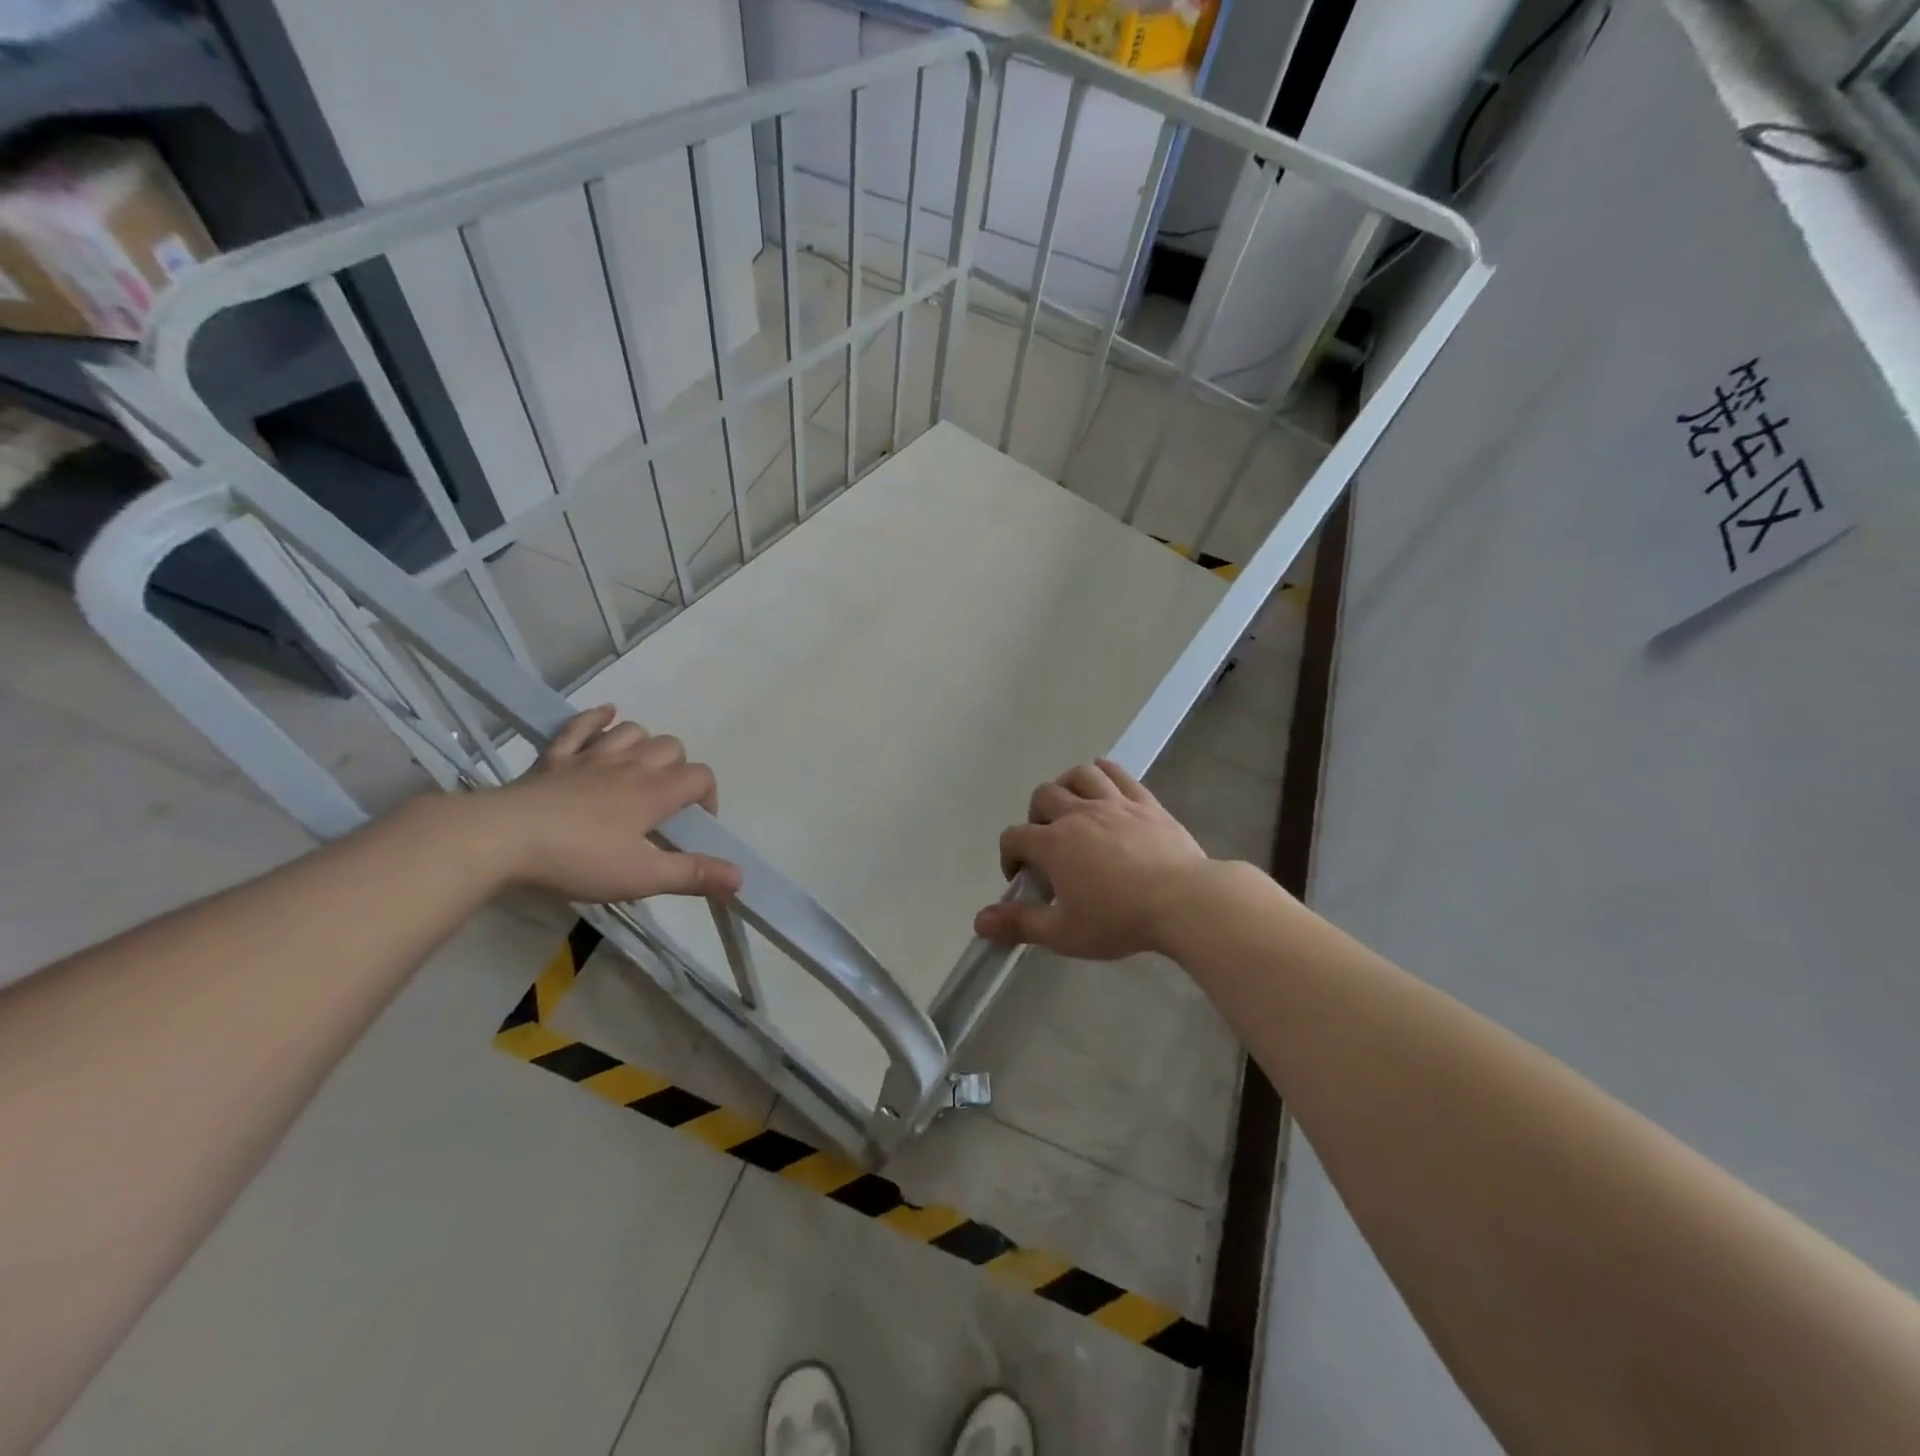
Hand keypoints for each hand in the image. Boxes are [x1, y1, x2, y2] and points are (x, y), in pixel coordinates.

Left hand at [480, 706, 741, 903]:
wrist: (503, 838)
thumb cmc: (579, 859)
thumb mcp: (642, 877)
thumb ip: (693, 875)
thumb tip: (741, 877)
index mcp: (656, 792)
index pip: (701, 777)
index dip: (708, 797)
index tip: (693, 826)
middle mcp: (630, 765)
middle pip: (671, 747)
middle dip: (678, 768)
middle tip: (664, 803)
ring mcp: (590, 757)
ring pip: (632, 731)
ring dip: (643, 744)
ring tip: (639, 769)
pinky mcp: (555, 758)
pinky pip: (580, 726)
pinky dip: (598, 718)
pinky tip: (607, 716)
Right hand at [974, 759, 1222, 959]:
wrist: (1185, 902)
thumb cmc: (1120, 920)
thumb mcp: (1064, 933)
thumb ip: (1020, 924)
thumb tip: (979, 921)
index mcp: (1053, 844)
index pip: (1014, 837)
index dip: (1010, 855)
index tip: (1021, 876)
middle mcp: (1078, 813)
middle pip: (1042, 796)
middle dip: (1036, 818)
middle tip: (1048, 844)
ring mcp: (1113, 802)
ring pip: (1078, 775)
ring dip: (1067, 788)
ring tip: (1072, 810)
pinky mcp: (1145, 802)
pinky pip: (1117, 773)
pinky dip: (1102, 774)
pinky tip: (1103, 788)